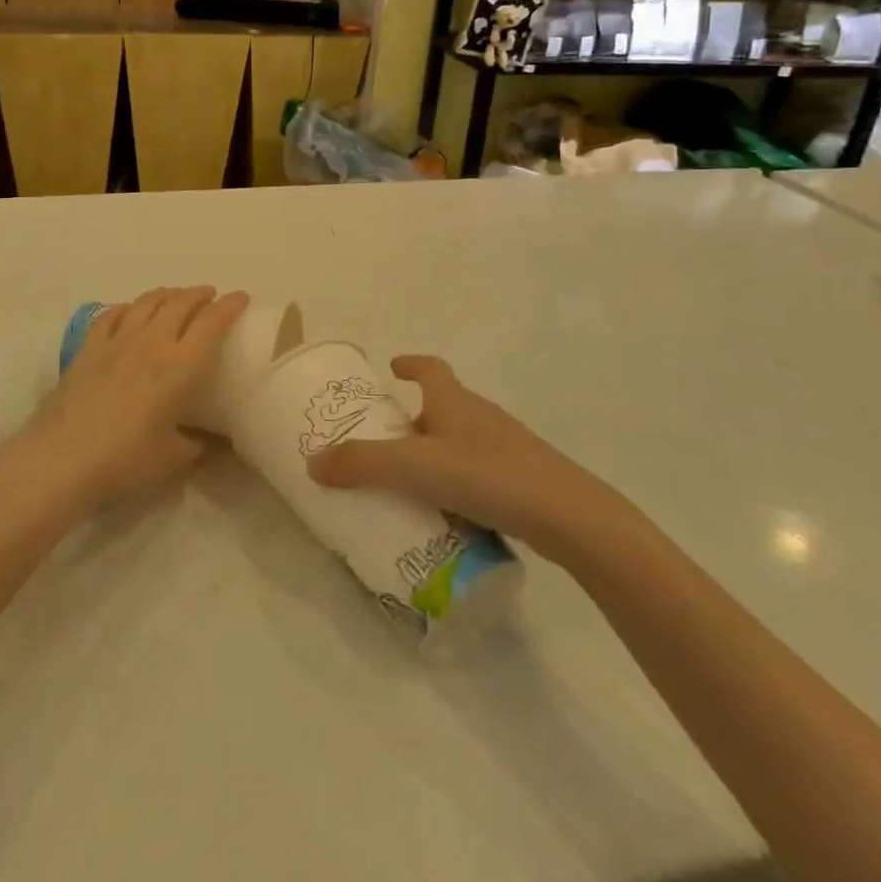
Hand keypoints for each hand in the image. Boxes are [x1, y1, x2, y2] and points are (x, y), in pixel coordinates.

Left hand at [21, 286, 248, 512]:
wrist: (63, 459)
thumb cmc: (125, 459)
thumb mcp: (172, 459)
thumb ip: (196, 446)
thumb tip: (209, 444)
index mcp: (180, 366)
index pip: (211, 323)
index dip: (229, 306)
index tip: (241, 297)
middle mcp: (151, 342)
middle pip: (180, 303)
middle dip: (199, 294)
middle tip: (209, 296)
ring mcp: (117, 340)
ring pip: (147, 301)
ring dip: (167, 294)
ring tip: (176, 297)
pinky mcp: (89, 347)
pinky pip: (113, 314)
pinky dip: (129, 307)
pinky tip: (131, 311)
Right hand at [305, 355, 583, 541]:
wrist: (568, 516)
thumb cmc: (487, 475)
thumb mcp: (416, 468)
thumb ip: (363, 465)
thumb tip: (312, 462)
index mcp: (455, 401)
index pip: (431, 368)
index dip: (411, 364)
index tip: (392, 367)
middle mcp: (481, 416)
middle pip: (443, 406)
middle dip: (415, 418)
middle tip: (387, 440)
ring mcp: (506, 448)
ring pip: (461, 442)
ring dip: (436, 453)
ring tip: (411, 483)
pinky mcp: (522, 480)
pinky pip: (479, 473)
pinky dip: (458, 483)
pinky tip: (449, 513)